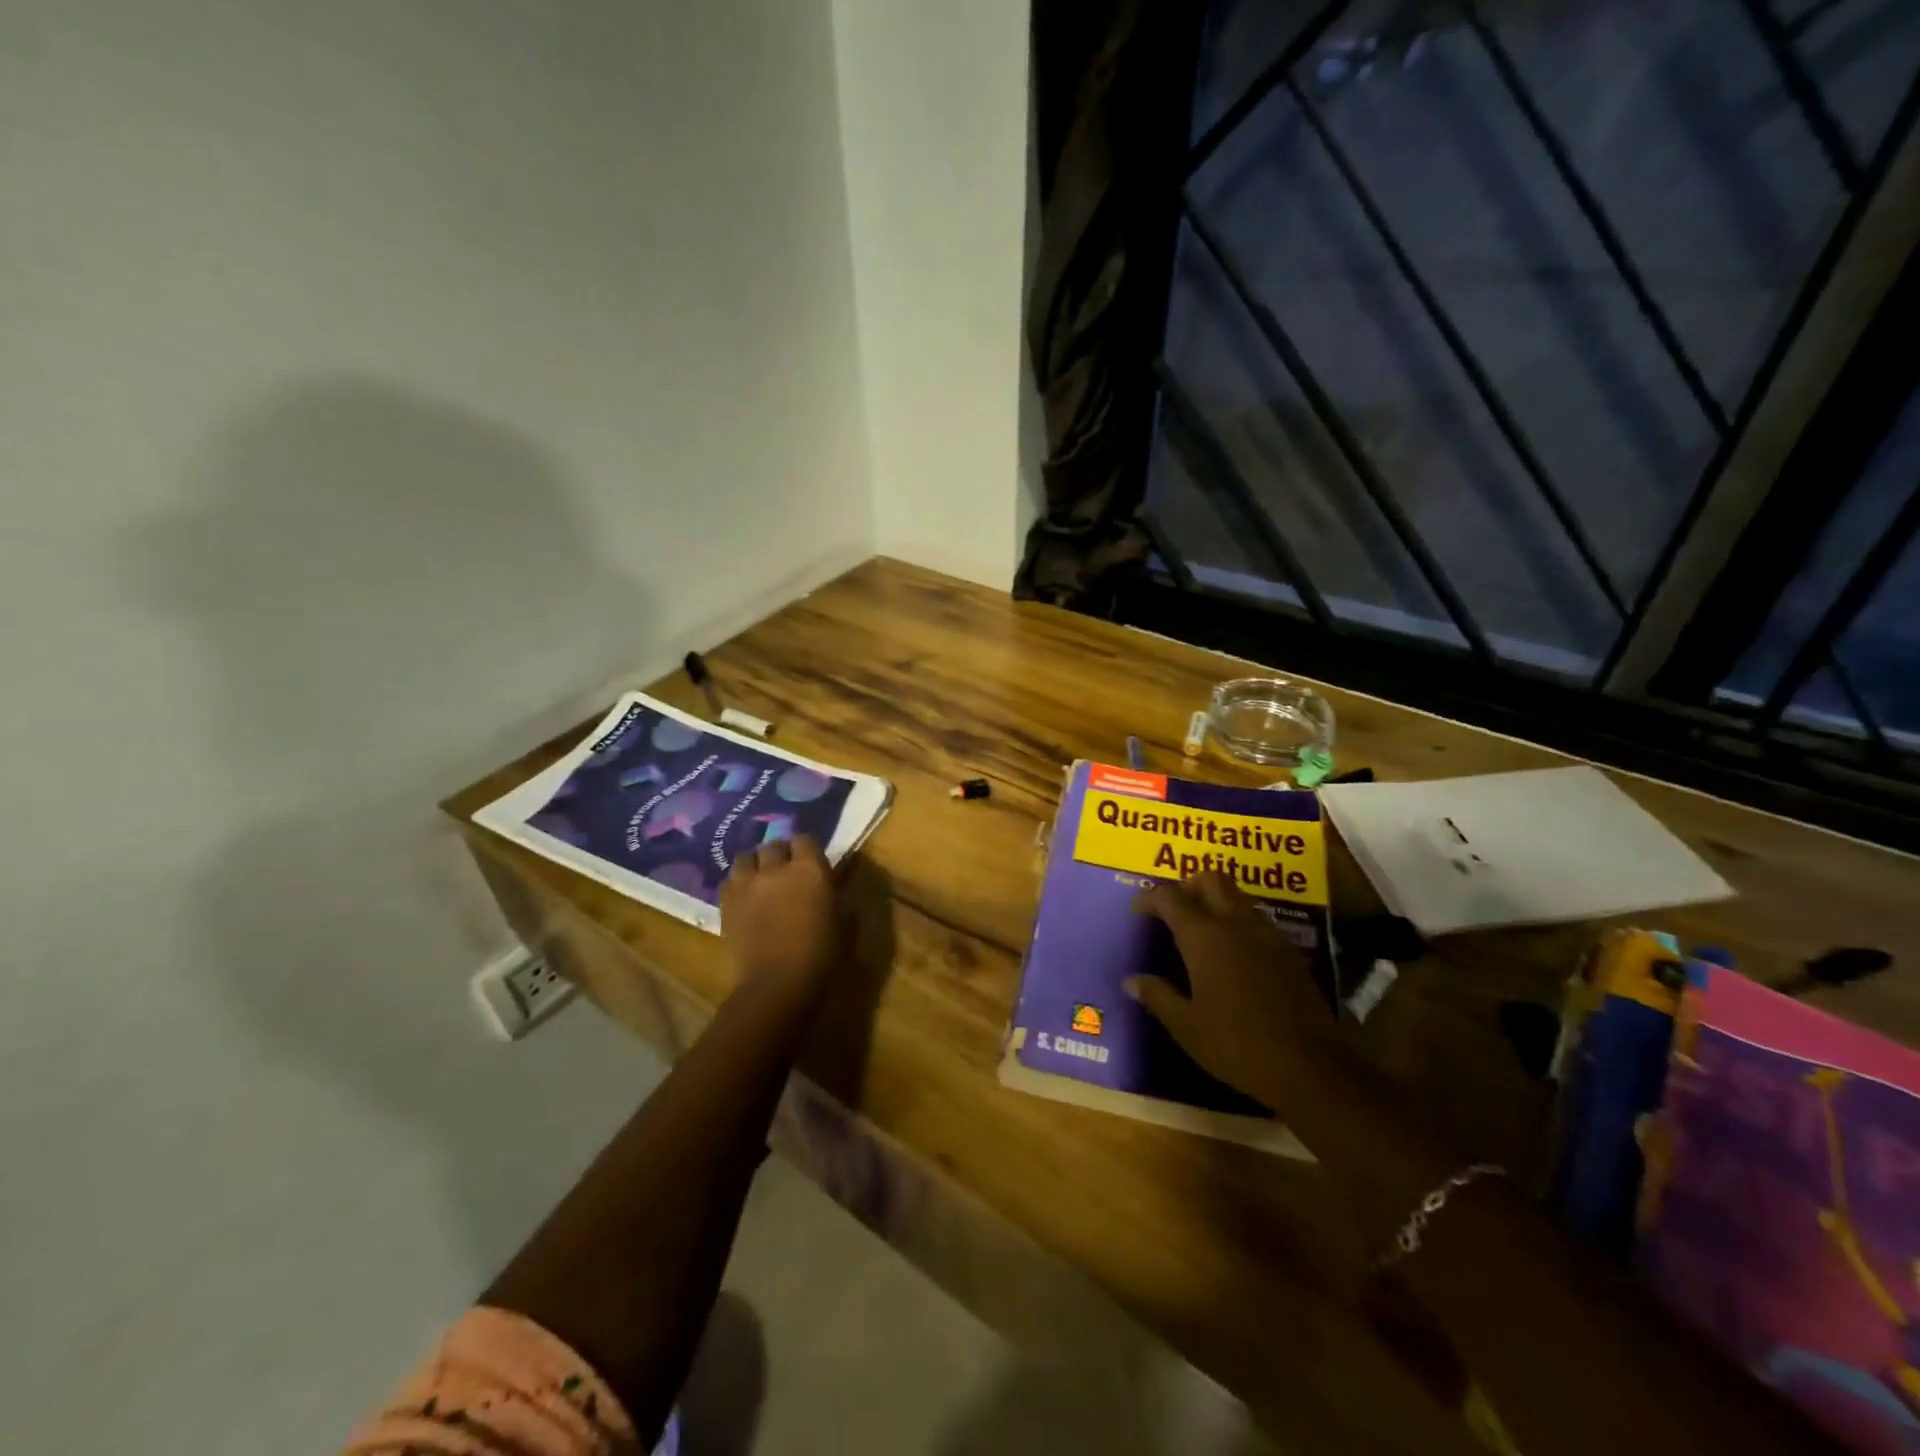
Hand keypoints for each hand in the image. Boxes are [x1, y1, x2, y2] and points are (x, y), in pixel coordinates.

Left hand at [719, 837, 840, 1008]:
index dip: (807, 849)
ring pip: (745, 857)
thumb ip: (837, 897)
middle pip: (773, 845)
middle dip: (780, 854)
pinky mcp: (726, 903)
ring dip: (754, 864)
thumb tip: (834, 887)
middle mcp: (776, 868)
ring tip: (760, 878)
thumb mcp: (843, 923)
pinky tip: (745, 895)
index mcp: (809, 869)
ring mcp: (747, 883)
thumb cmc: (820, 955)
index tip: (811, 862)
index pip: (805, 839)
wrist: (777, 984)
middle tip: (786, 871)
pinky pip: (729, 879)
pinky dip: (737, 882)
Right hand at [1125, 871, 1334, 1107]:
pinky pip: (1258, 920)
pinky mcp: (1290, 953)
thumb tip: (1131, 981)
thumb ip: (1157, 996)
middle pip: (1211, 880)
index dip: (1150, 898)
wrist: (1310, 1067)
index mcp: (1204, 937)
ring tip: (1202, 930)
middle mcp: (1236, 924)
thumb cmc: (1236, 1044)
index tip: (1138, 910)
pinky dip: (1239, 923)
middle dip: (1188, 886)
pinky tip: (1234, 955)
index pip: (1171, 897)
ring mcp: (1268, 936)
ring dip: (1216, 901)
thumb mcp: (1186, 1026)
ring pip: (1238, 896)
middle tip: (1174, 910)